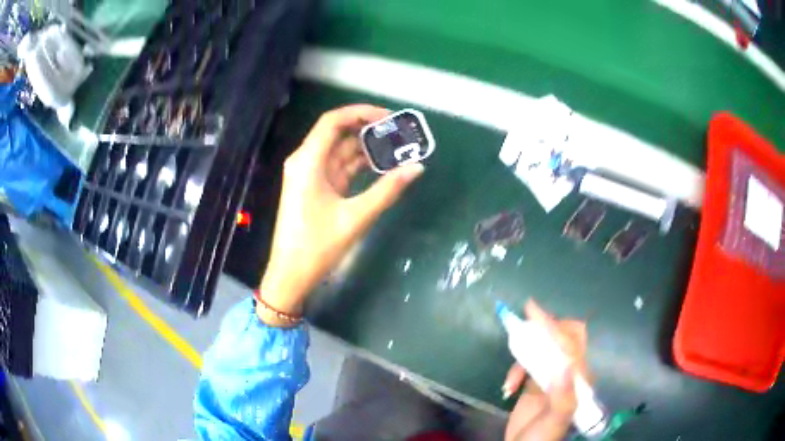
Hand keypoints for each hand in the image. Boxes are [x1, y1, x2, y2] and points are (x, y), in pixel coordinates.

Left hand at [258, 105, 424, 320]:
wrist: (291, 274)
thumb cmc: (317, 246)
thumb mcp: (356, 217)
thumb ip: (388, 190)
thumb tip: (417, 168)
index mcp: (308, 161)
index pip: (333, 121)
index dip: (361, 113)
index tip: (389, 117)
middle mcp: (306, 161)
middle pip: (338, 133)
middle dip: (368, 130)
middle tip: (400, 133)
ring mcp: (309, 174)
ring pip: (340, 150)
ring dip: (366, 148)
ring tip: (398, 148)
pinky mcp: (315, 187)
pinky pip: (339, 167)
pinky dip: (358, 165)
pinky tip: (382, 166)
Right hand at [503, 300, 588, 440]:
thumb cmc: (542, 438)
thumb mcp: (555, 420)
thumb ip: (564, 395)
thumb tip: (566, 364)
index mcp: (578, 379)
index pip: (569, 344)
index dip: (551, 325)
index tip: (531, 310)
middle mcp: (568, 373)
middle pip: (561, 339)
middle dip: (543, 331)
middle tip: (523, 327)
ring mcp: (551, 378)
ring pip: (542, 351)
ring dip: (523, 358)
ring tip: (510, 381)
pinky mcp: (535, 384)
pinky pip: (527, 364)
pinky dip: (516, 370)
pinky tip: (507, 388)